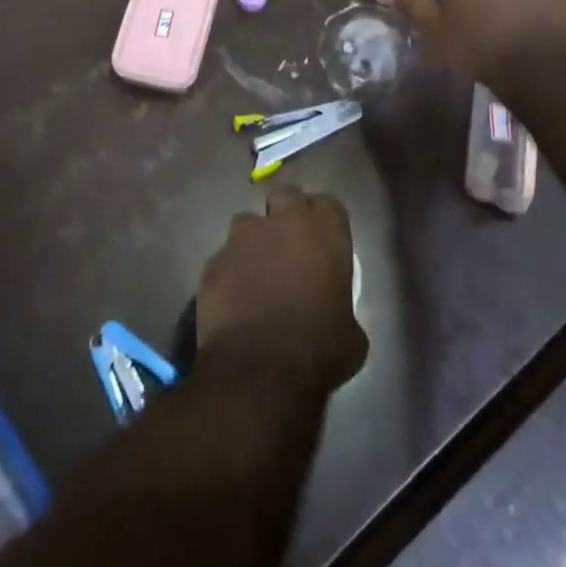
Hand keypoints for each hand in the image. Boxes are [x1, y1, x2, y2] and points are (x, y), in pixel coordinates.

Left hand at [196, 186, 367, 391]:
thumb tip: (336, 314)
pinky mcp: (213, 260)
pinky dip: (230, 271)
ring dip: (254, 241)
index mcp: (325, 233)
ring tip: (257, 273)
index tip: (323, 242)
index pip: (328, 204)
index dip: (324, 221)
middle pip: (285, 196)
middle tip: (290, 245)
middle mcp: (282, 222)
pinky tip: (234, 299)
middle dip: (286, 213)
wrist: (260, 370)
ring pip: (248, 223)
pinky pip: (224, 257)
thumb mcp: (352, 334)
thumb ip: (343, 306)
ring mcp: (242, 238)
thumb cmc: (319, 350)